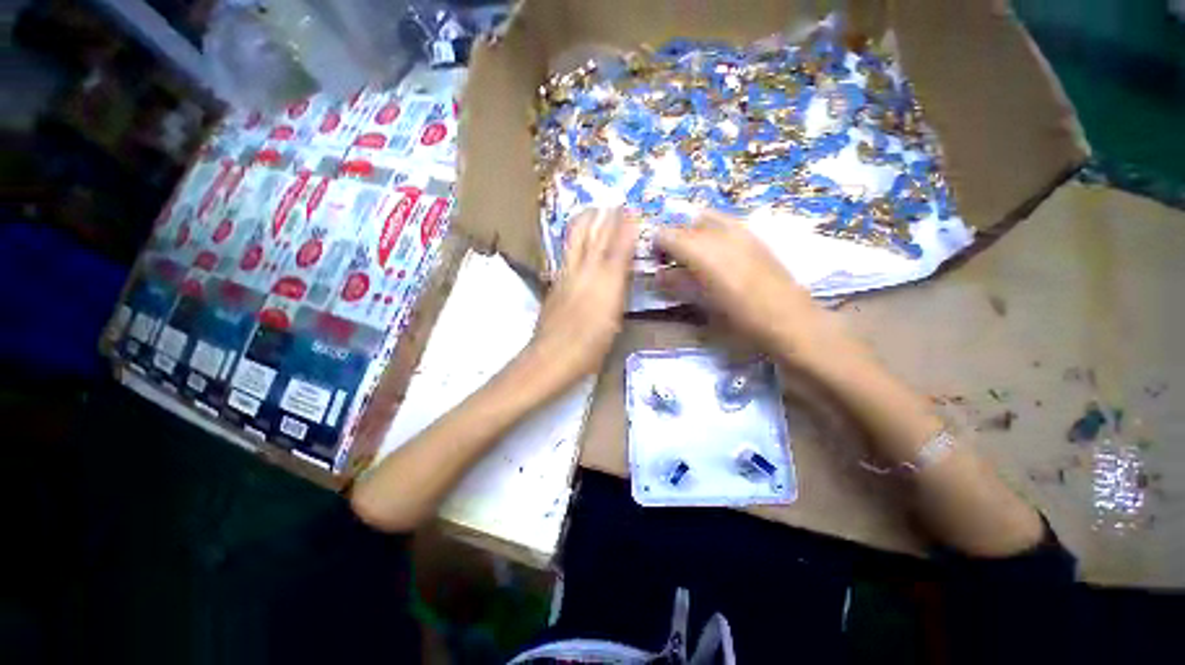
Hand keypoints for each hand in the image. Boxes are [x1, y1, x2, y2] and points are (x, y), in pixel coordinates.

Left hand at [529, 208, 636, 386]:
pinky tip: (576, 241)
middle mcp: (584, 271)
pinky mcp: (554, 282)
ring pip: (575, 239)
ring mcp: (566, 275)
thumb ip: (618, 291)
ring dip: (585, 222)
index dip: (624, 227)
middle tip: (611, 204)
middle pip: (593, 235)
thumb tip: (621, 271)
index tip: (630, 210)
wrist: (553, 355)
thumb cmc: (591, 345)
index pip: (617, 247)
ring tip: (592, 211)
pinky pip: (566, 253)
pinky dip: (574, 240)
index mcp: (605, 282)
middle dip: (603, 217)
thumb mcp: (614, 319)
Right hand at [655, 210, 828, 355]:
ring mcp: (740, 230)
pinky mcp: (755, 236)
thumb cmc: (739, 317)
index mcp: (701, 249)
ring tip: (697, 258)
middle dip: (675, 240)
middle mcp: (719, 232)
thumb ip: (677, 284)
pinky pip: (725, 224)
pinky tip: (719, 257)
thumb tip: (660, 274)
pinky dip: (713, 234)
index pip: (666, 234)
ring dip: (694, 234)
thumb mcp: (701, 303)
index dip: (657, 246)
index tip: (658, 262)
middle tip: (675, 263)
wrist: (789, 319)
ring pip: (706, 219)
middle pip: (685, 224)